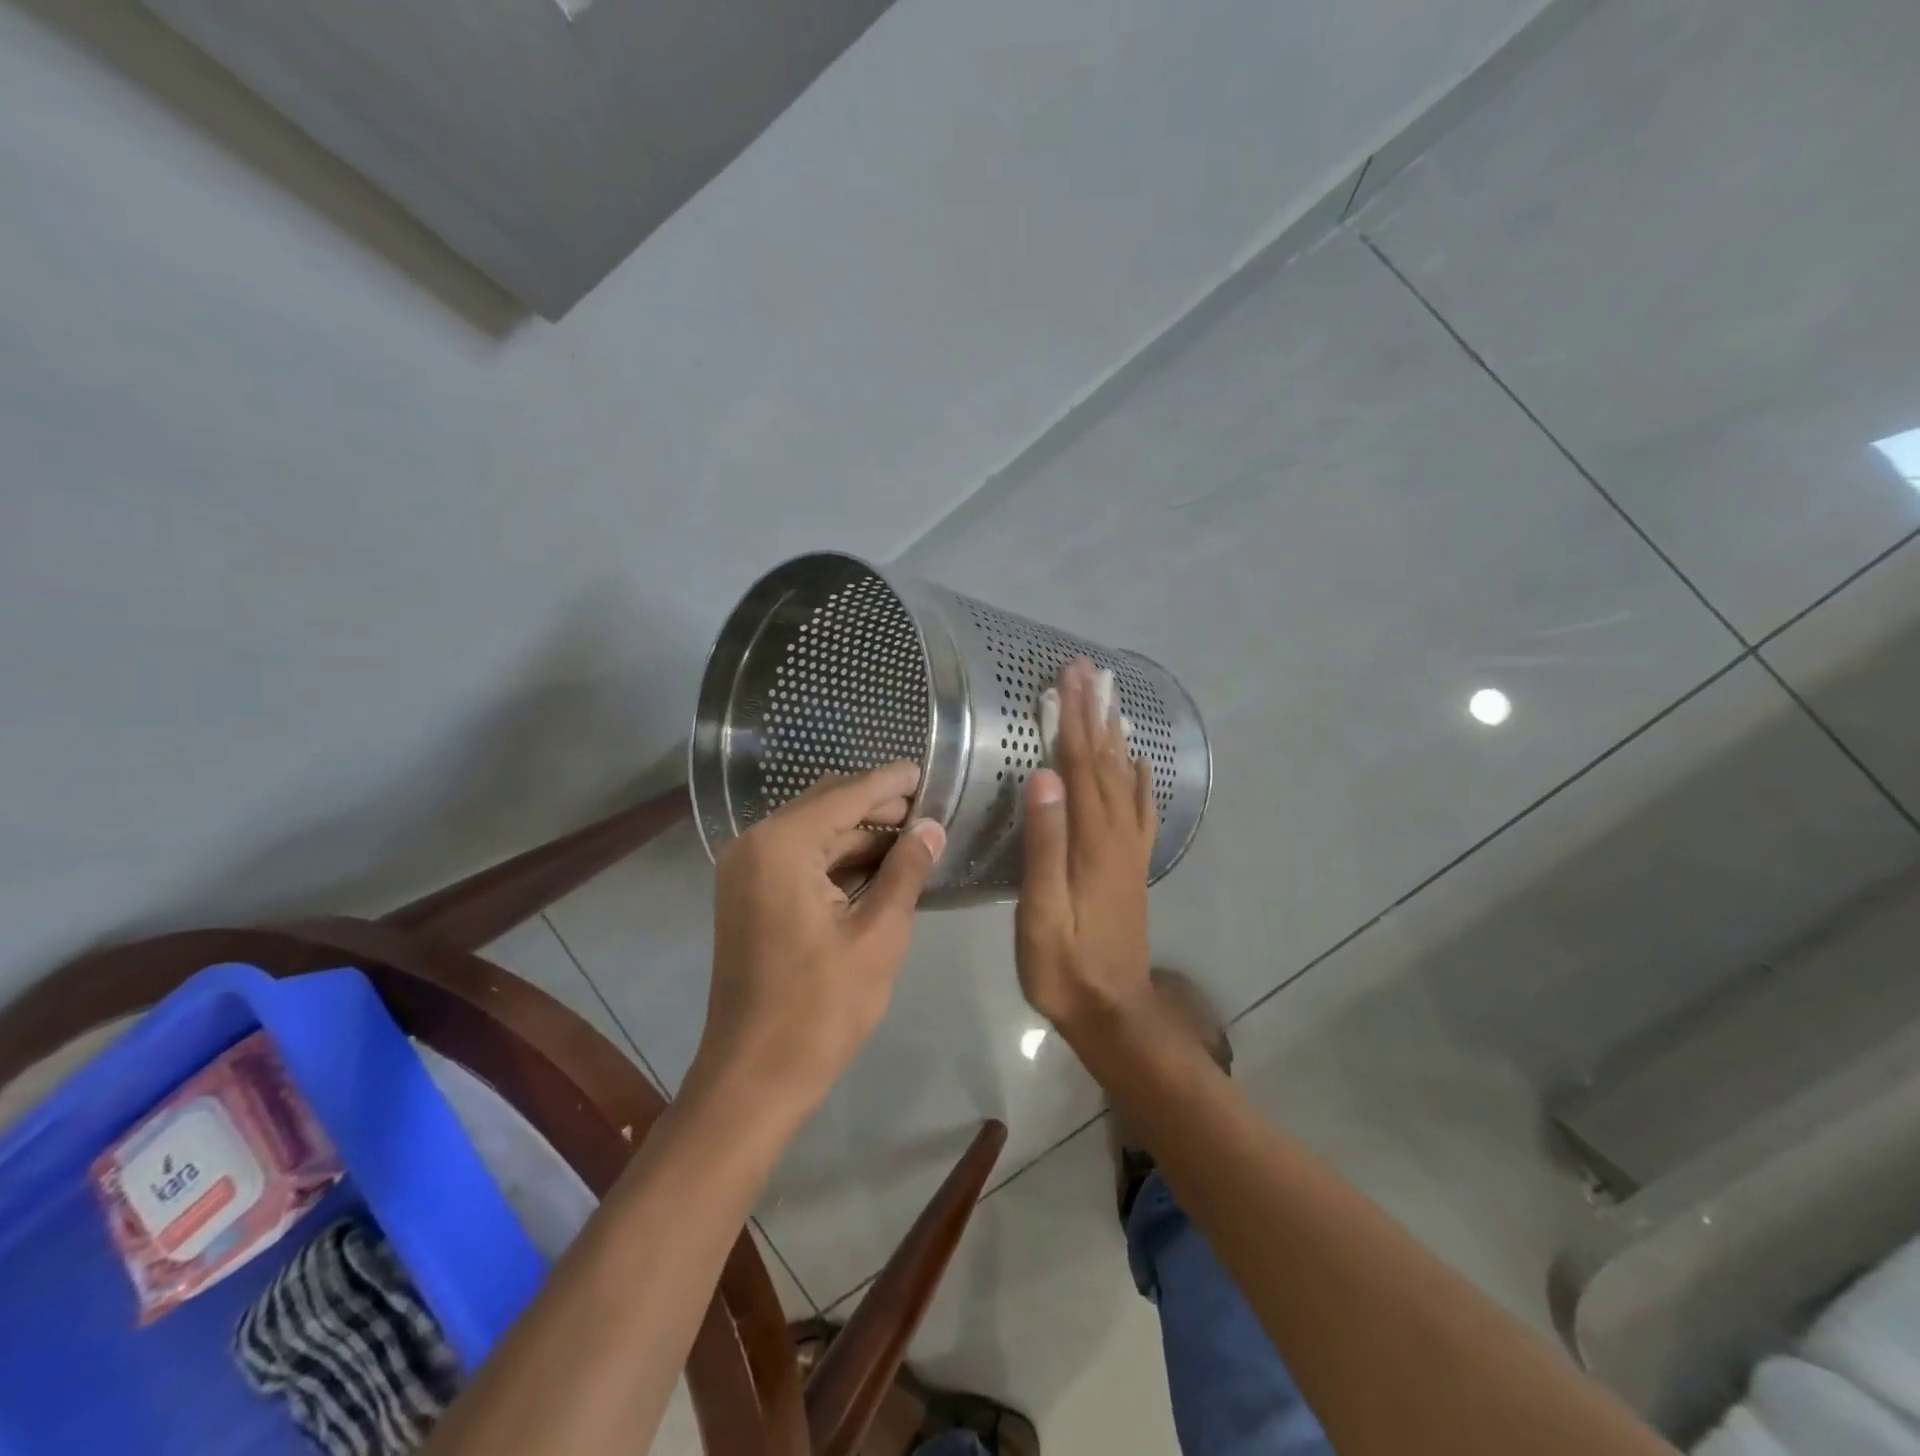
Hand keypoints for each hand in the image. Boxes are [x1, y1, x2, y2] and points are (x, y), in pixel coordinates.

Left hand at [692, 761, 945, 1115]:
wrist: (754, 1078)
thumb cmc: (821, 1008)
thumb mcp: (878, 935)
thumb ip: (906, 871)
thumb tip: (931, 828)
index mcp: (782, 845)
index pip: (846, 794)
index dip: (890, 783)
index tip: (927, 770)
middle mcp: (755, 845)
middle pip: (826, 806)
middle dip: (878, 807)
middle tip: (929, 810)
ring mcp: (747, 871)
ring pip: (815, 833)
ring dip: (861, 834)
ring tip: (914, 837)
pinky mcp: (750, 897)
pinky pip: (800, 860)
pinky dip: (838, 859)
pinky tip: (879, 866)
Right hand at [1016, 658, 1157, 1037]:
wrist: (1112, 1012)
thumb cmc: (1065, 966)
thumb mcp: (1043, 911)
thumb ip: (1045, 843)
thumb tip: (1045, 776)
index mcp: (1093, 843)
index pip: (1080, 767)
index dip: (1073, 719)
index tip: (1070, 677)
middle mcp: (1117, 837)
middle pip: (1105, 763)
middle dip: (1095, 714)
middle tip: (1090, 672)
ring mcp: (1129, 852)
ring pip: (1123, 781)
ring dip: (1115, 737)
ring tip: (1111, 701)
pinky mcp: (1131, 867)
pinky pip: (1139, 813)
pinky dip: (1139, 781)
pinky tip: (1139, 764)